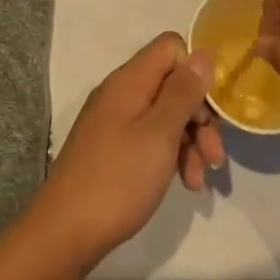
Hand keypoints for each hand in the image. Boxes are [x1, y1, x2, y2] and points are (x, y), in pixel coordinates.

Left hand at [32, 33, 223, 266]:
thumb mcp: (160, 133)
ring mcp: (115, 121)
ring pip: (165, 114)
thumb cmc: (118, 179)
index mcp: (130, 81)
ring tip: (198, 181)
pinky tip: (184, 183)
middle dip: (199, 116)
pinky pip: (151, 137)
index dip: (196, 71)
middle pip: (173, 84)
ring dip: (190, 142)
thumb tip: (203, 53)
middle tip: (214, 156)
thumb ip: (183, 92)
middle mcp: (121, 93)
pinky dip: (171, 155)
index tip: (212, 107)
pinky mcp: (113, 147)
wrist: (65, 232)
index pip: (171, 47)